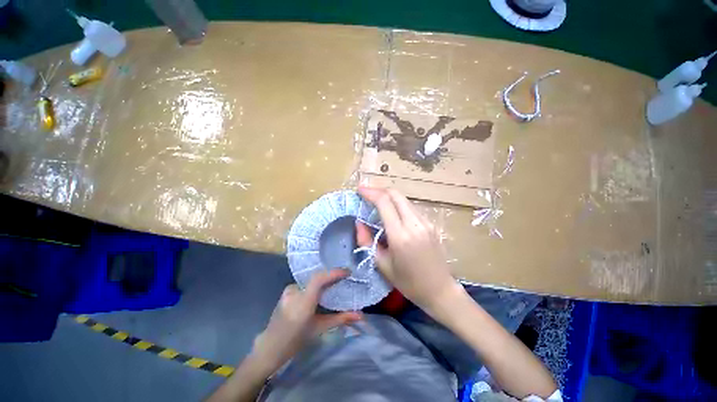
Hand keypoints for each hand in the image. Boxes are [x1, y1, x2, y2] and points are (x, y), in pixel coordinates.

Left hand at [250, 269, 361, 374]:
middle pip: (317, 277)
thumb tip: (361, 316)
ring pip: (312, 280)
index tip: (348, 272)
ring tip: (336, 282)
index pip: (319, 279)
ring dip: (324, 279)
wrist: (270, 347)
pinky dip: (316, 283)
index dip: (334, 272)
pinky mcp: (288, 290)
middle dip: (332, 275)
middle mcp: (295, 291)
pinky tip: (322, 289)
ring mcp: (289, 290)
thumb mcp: (320, 328)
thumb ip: (341, 319)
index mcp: (303, 302)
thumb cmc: (297, 340)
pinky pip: (306, 282)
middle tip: (345, 277)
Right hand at [357, 187, 463, 314]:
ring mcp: (425, 222)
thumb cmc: (408, 282)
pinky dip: (398, 205)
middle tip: (367, 194)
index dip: (370, 193)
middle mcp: (414, 224)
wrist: (440, 290)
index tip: (360, 190)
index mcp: (400, 236)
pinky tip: (392, 214)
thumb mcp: (382, 265)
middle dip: (379, 190)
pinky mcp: (430, 224)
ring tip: (376, 203)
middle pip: (396, 195)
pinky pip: (411, 208)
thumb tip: (359, 222)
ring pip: (404, 200)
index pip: (384, 203)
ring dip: (389, 197)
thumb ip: (367, 241)